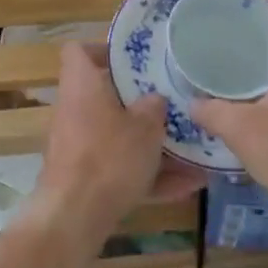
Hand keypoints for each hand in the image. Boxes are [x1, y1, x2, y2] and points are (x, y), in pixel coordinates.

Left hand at [23, 43, 203, 253]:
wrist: (74, 218)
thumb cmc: (109, 157)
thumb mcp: (145, 127)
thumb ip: (154, 108)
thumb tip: (155, 99)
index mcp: (82, 85)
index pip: (78, 51)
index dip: (103, 49)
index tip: (133, 58)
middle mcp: (74, 111)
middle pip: (105, 97)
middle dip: (139, 103)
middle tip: (171, 103)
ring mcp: (77, 147)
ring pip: (118, 138)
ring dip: (151, 146)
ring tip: (193, 153)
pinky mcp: (85, 180)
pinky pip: (121, 170)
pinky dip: (149, 177)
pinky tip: (188, 187)